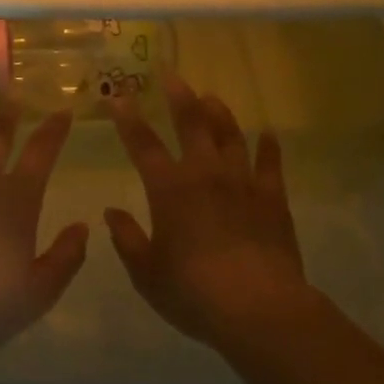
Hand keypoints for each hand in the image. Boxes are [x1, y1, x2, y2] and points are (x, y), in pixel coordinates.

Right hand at [106, 75, 308, 347]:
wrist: (259, 309)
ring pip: (230, 136)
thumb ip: (127, 239)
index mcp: (169, 189)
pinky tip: (268, 135)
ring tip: (211, 97)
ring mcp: (242, 183)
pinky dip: (269, 148)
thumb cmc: (193, 292)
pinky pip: (271, 165)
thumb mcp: (146, 272)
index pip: (143, 144)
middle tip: (171, 74)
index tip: (118, 97)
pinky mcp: (273, 199)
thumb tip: (110, 213)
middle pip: (191, 125)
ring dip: (219, 114)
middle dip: (179, 97)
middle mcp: (204, 175)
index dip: (128, 119)